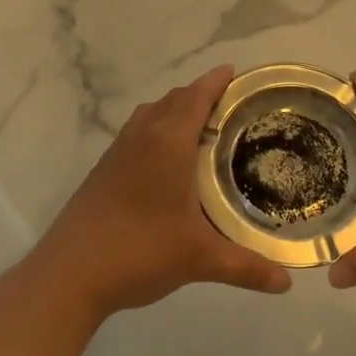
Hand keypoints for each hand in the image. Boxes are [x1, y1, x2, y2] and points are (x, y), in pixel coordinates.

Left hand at [22, 65, 292, 322]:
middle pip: (172, 100)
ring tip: (201, 127)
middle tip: (230, 106)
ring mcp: (117, 152)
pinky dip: (156, 130)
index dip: (215, 82)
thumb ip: (245, 266)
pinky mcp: (103, 170)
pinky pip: (136, 133)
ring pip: (150, 115)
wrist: (69, 273)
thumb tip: (286, 283)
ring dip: (174, 110)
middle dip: (199, 94)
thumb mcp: (199, 259)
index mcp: (167, 143)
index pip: (195, 97)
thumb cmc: (139, 251)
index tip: (235, 72)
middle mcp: (141, 137)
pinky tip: (166, 161)